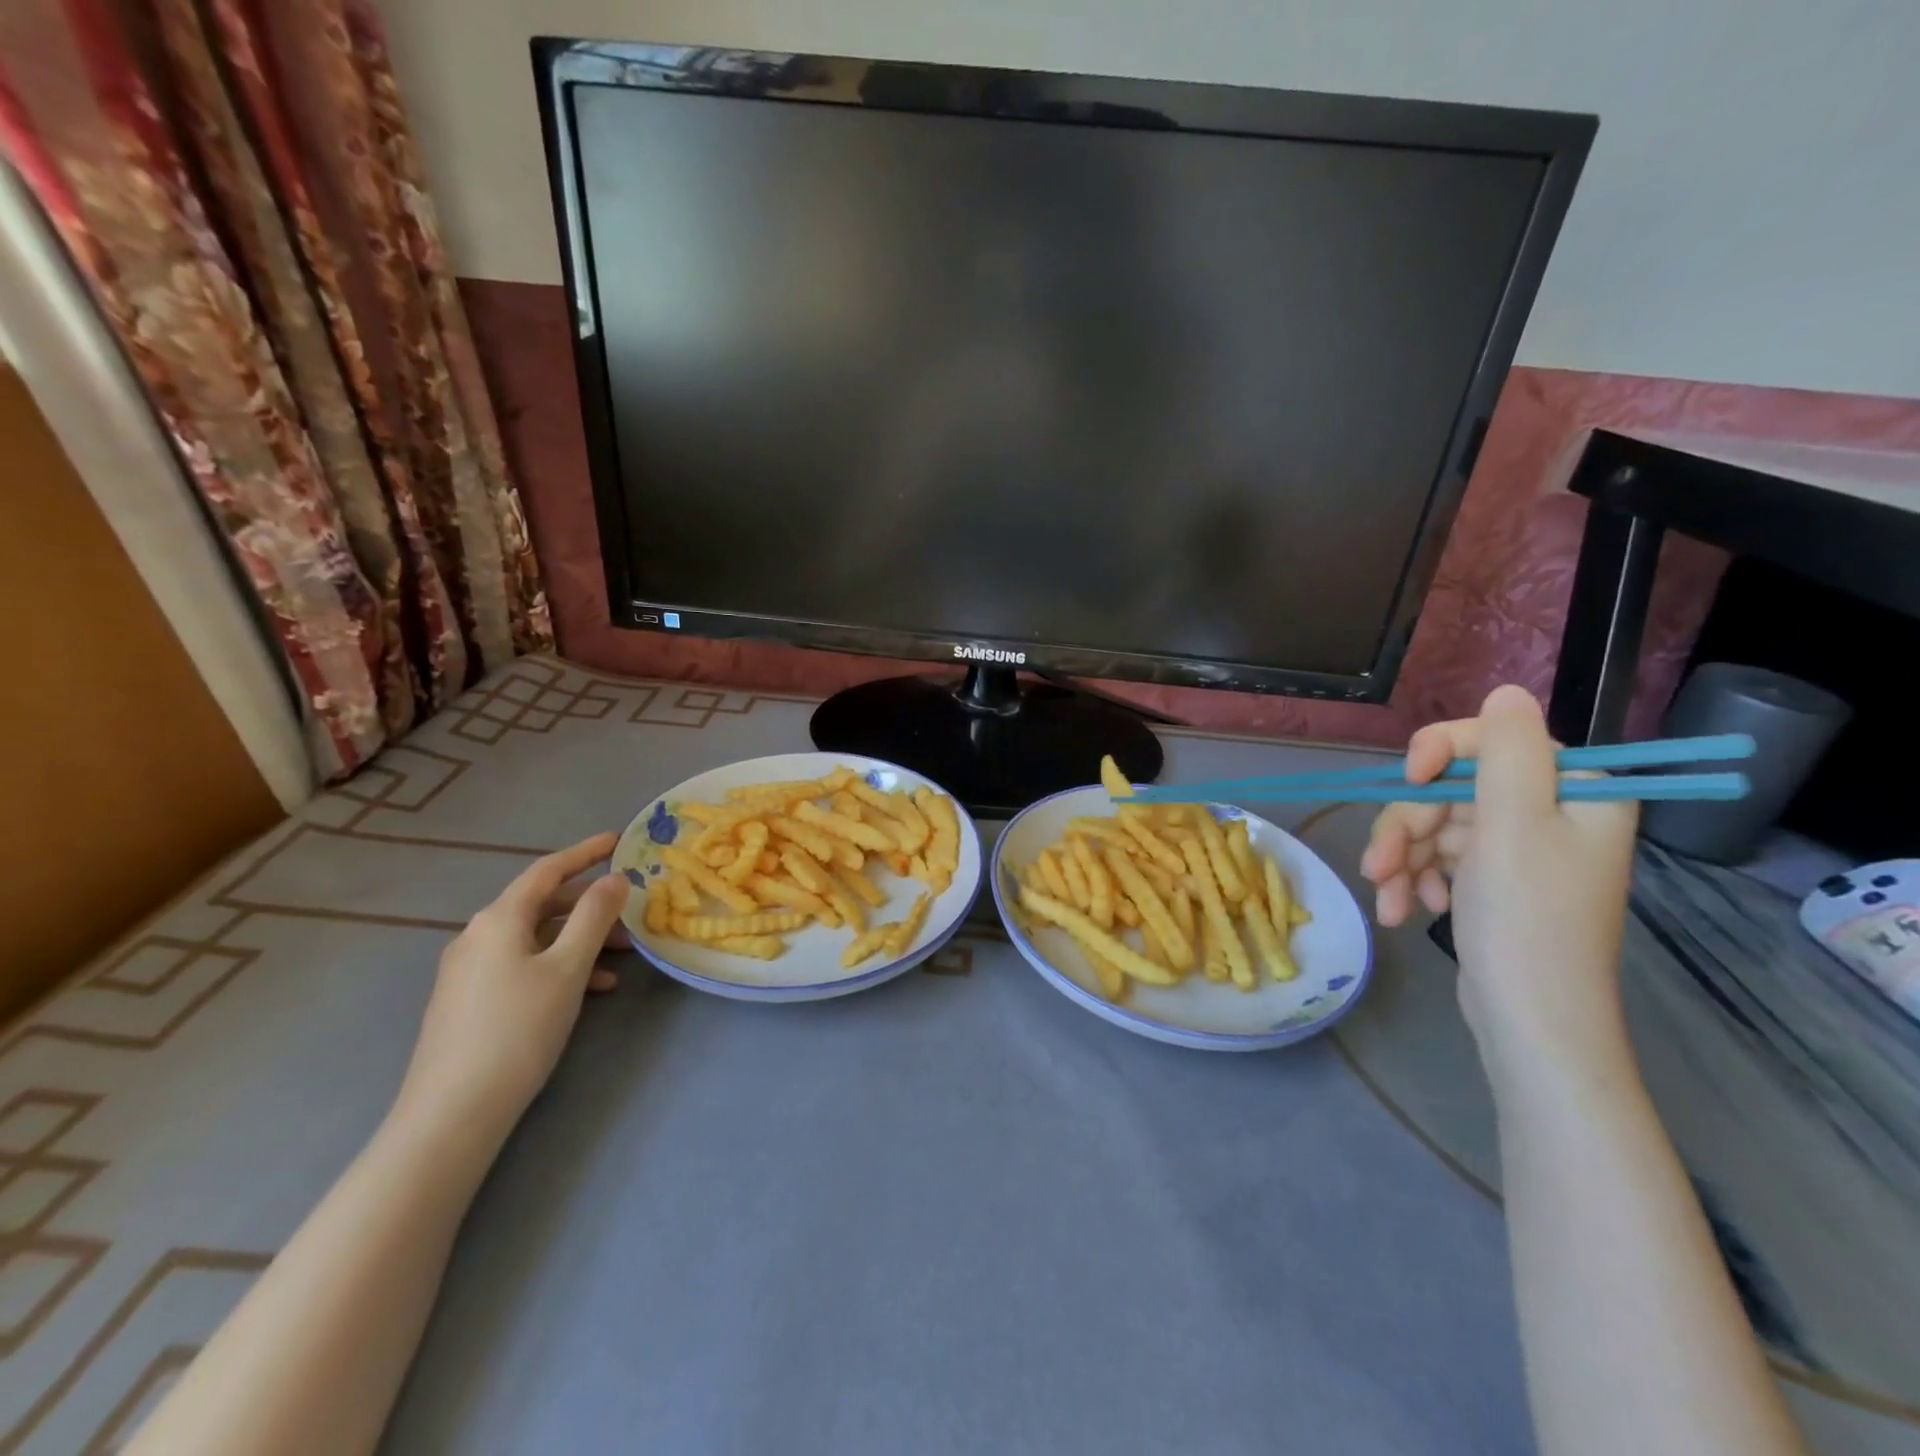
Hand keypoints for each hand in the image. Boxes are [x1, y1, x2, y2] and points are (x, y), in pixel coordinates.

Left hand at [398, 834, 629, 1135]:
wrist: (453, 1112)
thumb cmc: (518, 1029)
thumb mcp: (568, 968)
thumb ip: (594, 917)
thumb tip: (614, 878)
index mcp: (498, 919)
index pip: (547, 871)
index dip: (585, 853)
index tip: (618, 840)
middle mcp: (478, 936)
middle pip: (543, 905)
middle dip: (590, 907)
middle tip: (631, 914)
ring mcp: (469, 970)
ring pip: (537, 938)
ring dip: (580, 940)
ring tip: (622, 959)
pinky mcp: (469, 1000)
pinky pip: (523, 965)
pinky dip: (559, 966)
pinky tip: (591, 989)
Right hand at [1360, 686, 1639, 1082]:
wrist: (1529, 1021)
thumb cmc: (1527, 920)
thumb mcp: (1512, 825)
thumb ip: (1505, 751)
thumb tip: (1507, 689)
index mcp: (1575, 790)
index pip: (1492, 739)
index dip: (1439, 753)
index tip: (1407, 783)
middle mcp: (1550, 811)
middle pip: (1452, 787)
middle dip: (1406, 826)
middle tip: (1380, 865)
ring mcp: (1518, 848)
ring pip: (1434, 824)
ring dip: (1401, 857)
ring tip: (1386, 896)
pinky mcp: (1492, 879)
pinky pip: (1438, 857)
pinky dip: (1414, 878)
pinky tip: (1404, 909)